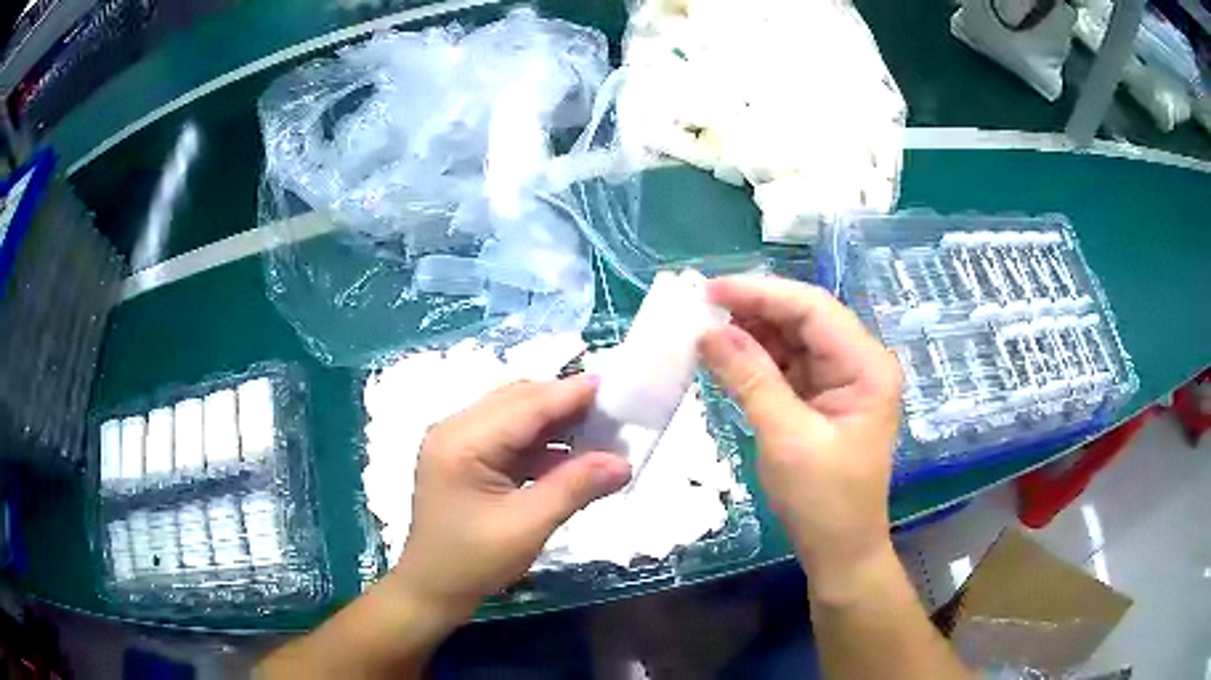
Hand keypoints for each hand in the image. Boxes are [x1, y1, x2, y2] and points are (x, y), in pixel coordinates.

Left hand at [391, 377, 631, 613]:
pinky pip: (509, 436)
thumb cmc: (473, 561)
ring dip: (555, 421)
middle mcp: (455, 429)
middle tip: (613, 411)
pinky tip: (570, 453)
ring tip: (599, 429)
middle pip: (518, 402)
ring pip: (515, 416)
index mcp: (461, 441)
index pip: (524, 406)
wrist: (433, 589)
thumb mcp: (528, 526)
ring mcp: (457, 442)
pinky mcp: (465, 457)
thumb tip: (624, 462)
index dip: (570, 394)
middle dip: (565, 404)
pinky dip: (541, 441)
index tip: (615, 386)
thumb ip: (575, 488)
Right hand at [697, 276, 902, 589]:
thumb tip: (708, 332)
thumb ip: (750, 378)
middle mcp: (859, 362)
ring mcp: (841, 379)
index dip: (761, 293)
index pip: (813, 309)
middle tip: (699, 307)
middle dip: (753, 310)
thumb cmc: (824, 501)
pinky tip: (725, 354)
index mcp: (866, 366)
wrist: (839, 551)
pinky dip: (756, 359)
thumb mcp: (785, 438)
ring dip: (751, 332)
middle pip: (804, 318)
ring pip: (792, 338)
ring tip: (704, 327)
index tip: (709, 290)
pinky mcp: (823, 397)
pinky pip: (787, 365)